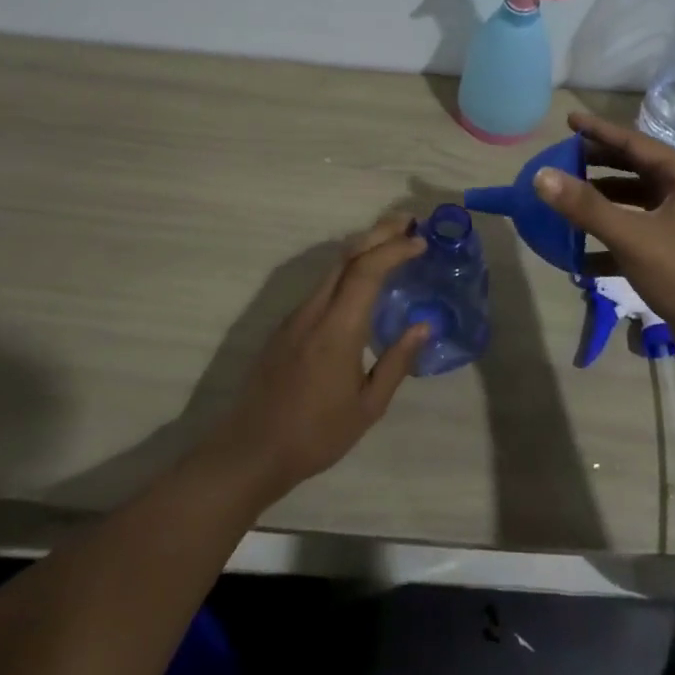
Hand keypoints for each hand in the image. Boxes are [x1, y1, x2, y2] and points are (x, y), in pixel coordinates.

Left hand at [203, 215, 430, 503]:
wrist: (251, 450)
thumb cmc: (316, 435)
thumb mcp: (368, 407)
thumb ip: (397, 362)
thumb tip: (423, 325)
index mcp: (338, 329)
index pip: (367, 271)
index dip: (394, 250)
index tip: (420, 243)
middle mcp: (314, 311)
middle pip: (347, 257)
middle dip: (378, 234)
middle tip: (409, 224)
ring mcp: (296, 316)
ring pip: (332, 268)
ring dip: (363, 248)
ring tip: (392, 244)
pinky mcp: (286, 325)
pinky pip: (322, 285)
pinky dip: (347, 269)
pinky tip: (362, 280)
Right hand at [534, 110, 674, 369]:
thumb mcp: (633, 238)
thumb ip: (586, 206)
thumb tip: (541, 176)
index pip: (633, 141)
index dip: (598, 130)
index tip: (568, 120)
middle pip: (633, 168)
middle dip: (597, 164)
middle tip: (561, 159)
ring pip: (633, 202)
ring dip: (600, 203)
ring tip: (564, 202)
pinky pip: (636, 233)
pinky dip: (610, 238)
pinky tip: (580, 255)